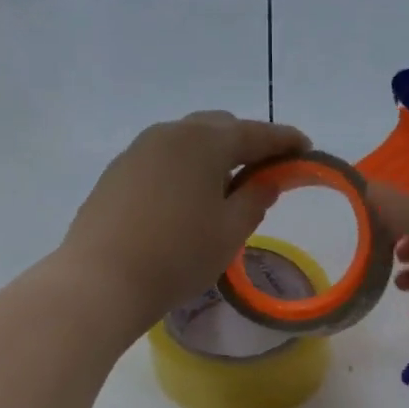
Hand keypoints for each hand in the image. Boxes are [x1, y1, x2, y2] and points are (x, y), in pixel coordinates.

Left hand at [60, 111, 309, 333]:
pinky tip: (186, 199)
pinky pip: (162, 160)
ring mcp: (137, 151)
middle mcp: (169, 133)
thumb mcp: (230, 231)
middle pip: (218, 128)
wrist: (102, 279)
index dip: (284, 140)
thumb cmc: (178, 255)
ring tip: (226, 187)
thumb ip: (255, 199)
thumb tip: (267, 180)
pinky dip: (184, 169)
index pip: (255, 133)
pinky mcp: (117, 173)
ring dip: (212, 156)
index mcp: (204, 142)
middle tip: (265, 171)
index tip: (306, 149)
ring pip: (186, 142)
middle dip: (246, 144)